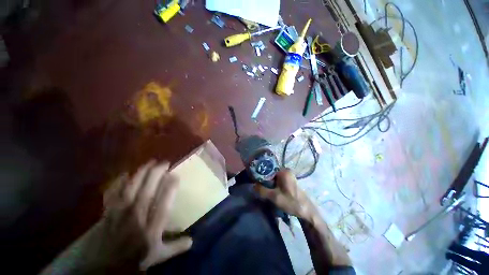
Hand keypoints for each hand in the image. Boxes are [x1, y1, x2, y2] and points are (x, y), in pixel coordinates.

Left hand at [103, 160, 191, 270]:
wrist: (105, 268)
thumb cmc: (134, 260)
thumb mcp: (158, 256)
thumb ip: (175, 247)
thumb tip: (192, 240)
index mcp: (151, 229)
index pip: (163, 204)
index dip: (170, 188)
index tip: (176, 175)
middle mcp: (137, 218)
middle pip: (147, 192)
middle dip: (157, 175)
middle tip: (164, 163)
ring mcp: (120, 214)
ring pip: (131, 189)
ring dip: (141, 174)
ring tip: (149, 163)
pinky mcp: (108, 213)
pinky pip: (112, 194)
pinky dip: (117, 183)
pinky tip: (123, 174)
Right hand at [255, 169, 316, 220]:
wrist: (307, 211)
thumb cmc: (291, 202)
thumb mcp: (274, 197)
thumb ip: (262, 190)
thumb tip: (252, 185)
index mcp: (283, 171)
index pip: (267, 169)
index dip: (260, 174)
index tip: (254, 180)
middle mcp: (286, 171)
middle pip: (270, 173)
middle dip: (263, 179)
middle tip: (257, 186)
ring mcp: (288, 176)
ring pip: (273, 177)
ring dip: (267, 183)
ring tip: (262, 189)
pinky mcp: (288, 181)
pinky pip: (277, 180)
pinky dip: (272, 184)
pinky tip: (269, 190)